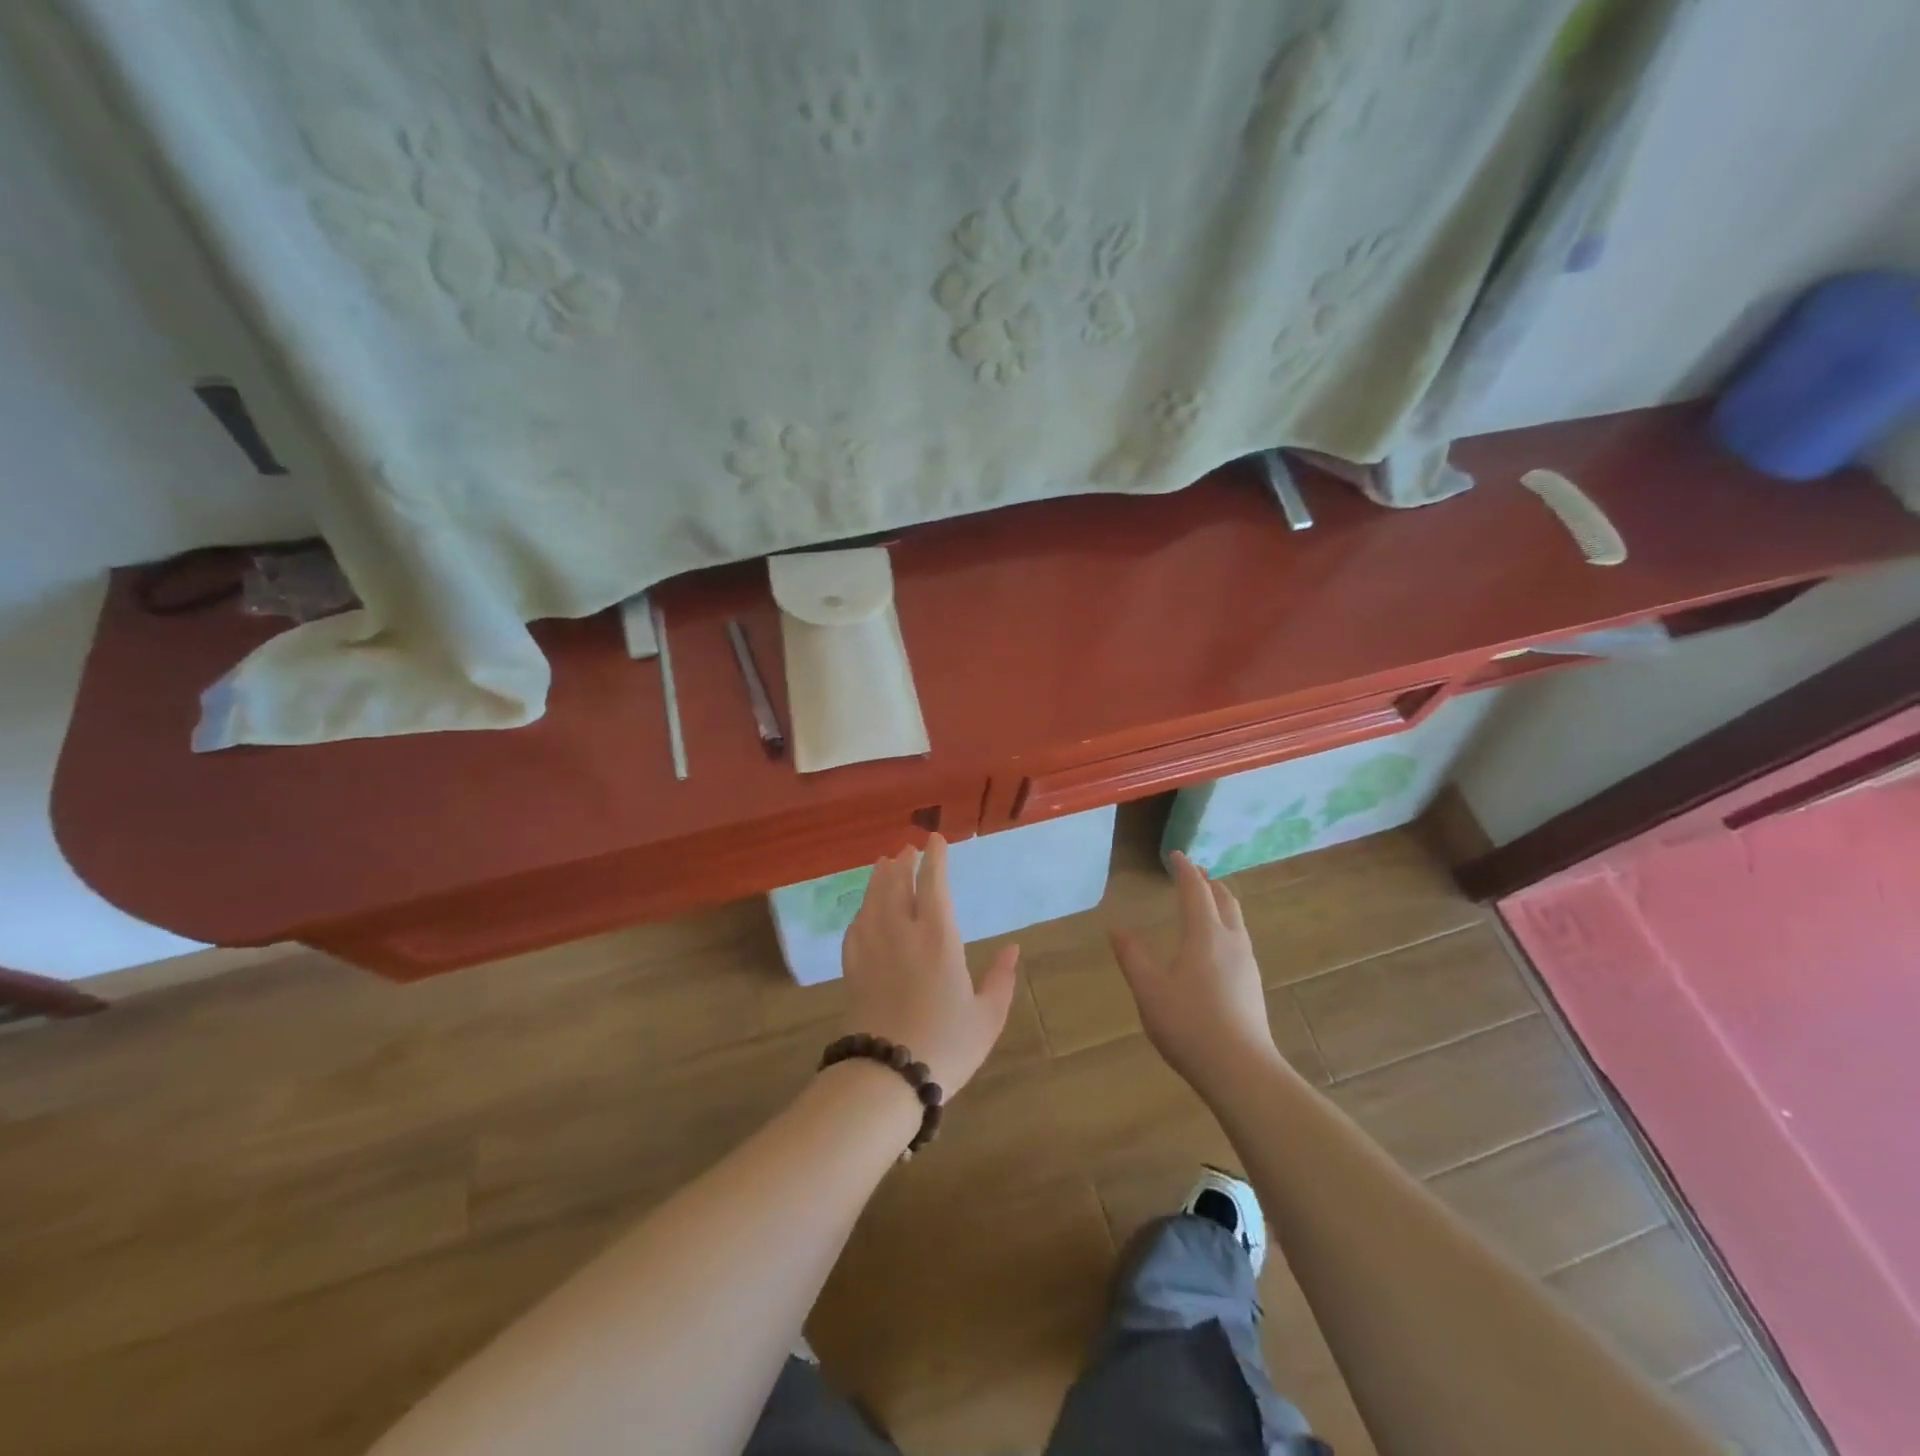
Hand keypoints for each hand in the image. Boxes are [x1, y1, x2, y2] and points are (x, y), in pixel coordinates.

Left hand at [840, 835, 1020, 1096]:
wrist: (887, 1077)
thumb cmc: (945, 1046)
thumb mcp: (987, 1017)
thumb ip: (1001, 980)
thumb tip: (1013, 949)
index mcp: (939, 939)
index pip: (933, 885)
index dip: (934, 859)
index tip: (935, 839)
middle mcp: (902, 934)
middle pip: (897, 885)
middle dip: (903, 863)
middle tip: (907, 848)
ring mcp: (873, 949)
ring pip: (873, 901)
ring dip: (879, 878)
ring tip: (883, 863)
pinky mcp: (853, 969)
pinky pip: (855, 928)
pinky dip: (861, 911)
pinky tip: (864, 910)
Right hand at [1111, 852, 1278, 1098]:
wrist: (1242, 1071)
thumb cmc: (1189, 1025)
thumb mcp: (1149, 990)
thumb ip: (1132, 956)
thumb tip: (1117, 928)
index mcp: (1205, 935)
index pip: (1196, 891)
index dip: (1185, 870)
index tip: (1175, 855)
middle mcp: (1231, 941)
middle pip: (1225, 900)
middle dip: (1208, 883)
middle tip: (1193, 874)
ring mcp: (1247, 964)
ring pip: (1236, 920)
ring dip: (1221, 903)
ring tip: (1207, 902)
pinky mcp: (1253, 985)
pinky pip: (1240, 939)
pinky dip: (1226, 925)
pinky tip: (1217, 946)